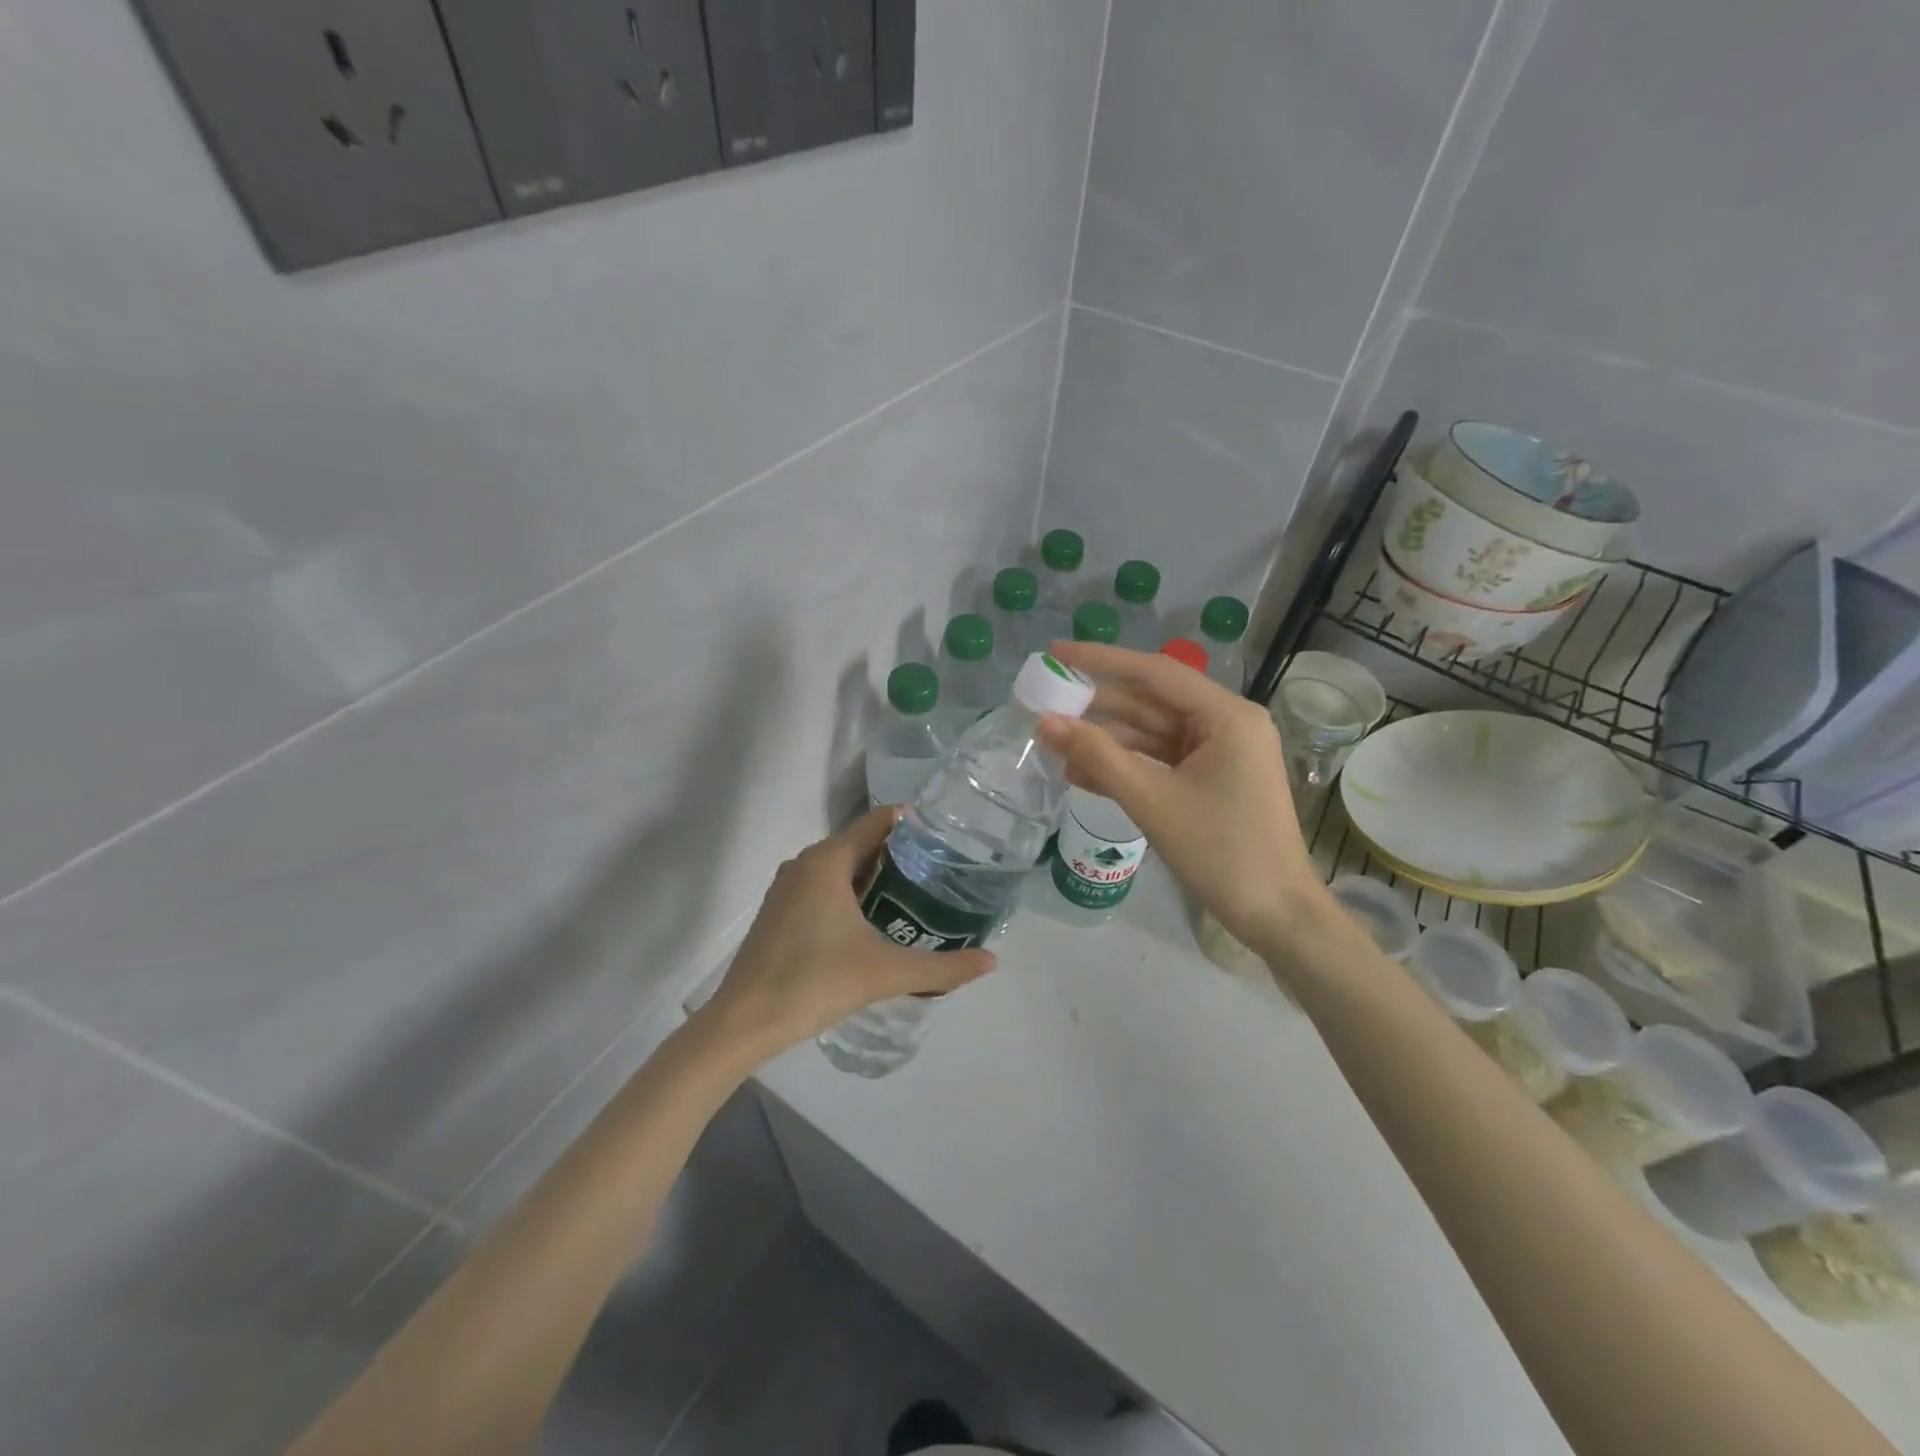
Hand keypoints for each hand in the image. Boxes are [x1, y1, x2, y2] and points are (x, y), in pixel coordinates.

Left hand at [698, 807, 997, 1060]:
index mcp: (828, 860)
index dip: (913, 824)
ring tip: (916, 896)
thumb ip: (942, 967)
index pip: (878, 821)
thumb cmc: (814, 982)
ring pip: (840, 867)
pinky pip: (823, 887)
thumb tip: (992, 961)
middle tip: (941, 872)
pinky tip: (874, 922)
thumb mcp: (885, 973)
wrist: (742, 1022)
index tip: (947, 837)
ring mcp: (787, 887)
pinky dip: (851, 893)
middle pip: (861, 843)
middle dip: (900, 854)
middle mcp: (805, 863)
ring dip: (875, 876)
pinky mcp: (778, 912)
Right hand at [1037, 642, 1324, 955]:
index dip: (1101, 660)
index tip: (1056, 653)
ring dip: (1105, 741)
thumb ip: (1097, 756)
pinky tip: (1080, 773)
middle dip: (1097, 705)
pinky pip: (1159, 761)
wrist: (1276, 917)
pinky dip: (1124, 766)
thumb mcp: (1153, 801)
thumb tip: (1044, 722)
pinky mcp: (1210, 780)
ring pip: (1151, 734)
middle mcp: (1226, 725)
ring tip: (1053, 742)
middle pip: (1151, 702)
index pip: (1155, 673)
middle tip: (1045, 699)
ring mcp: (1219, 754)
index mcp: (1226, 716)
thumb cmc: (1221, 852)